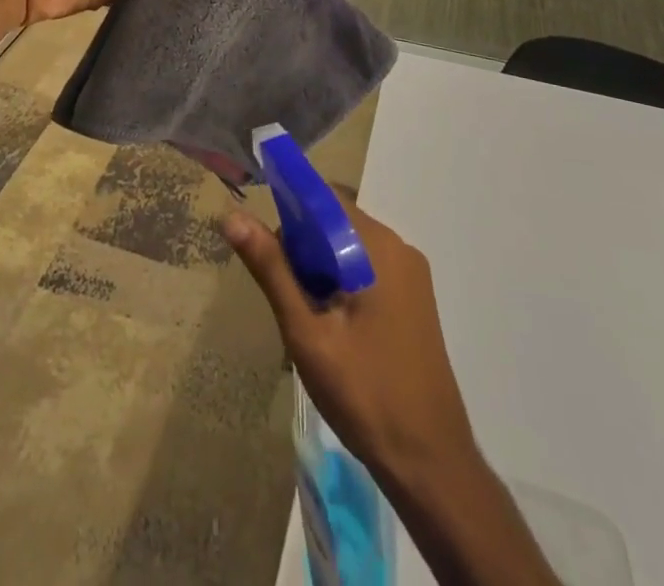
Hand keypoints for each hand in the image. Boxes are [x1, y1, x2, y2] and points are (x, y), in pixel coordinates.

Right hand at [223, 199, 474, 485]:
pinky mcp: (413, 299)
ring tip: (303, 313)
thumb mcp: (306, 332)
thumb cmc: (365, 394)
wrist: (431, 464)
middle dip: (302, 245)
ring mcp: (410, 274)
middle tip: (283, 291)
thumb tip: (233, 216)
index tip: (263, 237)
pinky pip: (367, 267)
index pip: (325, 198)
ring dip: (319, 266)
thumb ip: (272, 269)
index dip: (289, 207)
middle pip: (337, 221)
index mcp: (378, 247)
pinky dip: (340, 281)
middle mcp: (399, 248)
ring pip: (349, 246)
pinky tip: (328, 322)